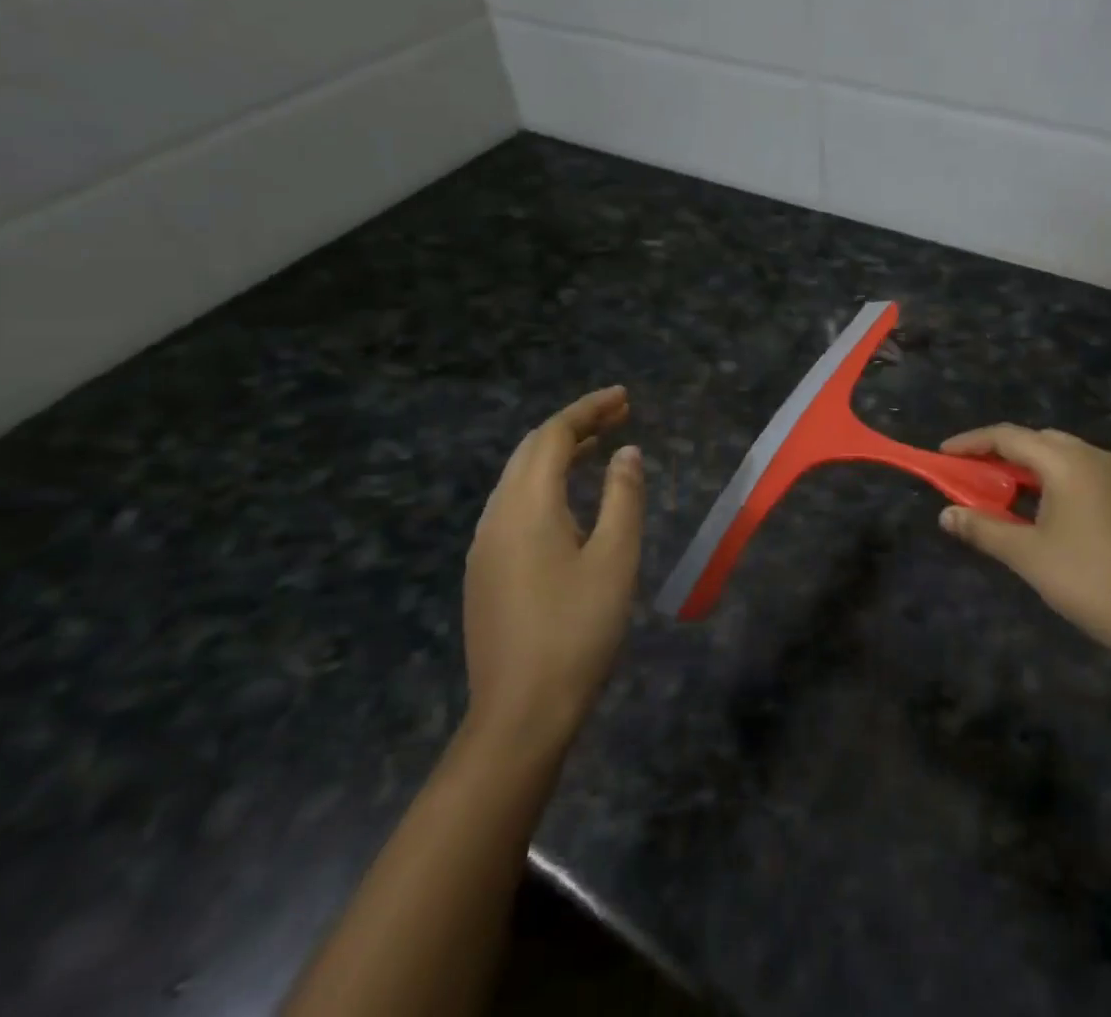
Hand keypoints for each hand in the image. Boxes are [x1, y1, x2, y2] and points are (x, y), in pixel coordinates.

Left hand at [462, 386, 644, 751]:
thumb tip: (626, 453)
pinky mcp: (485, 571)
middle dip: (574, 425)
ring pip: (518, 478)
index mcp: (527, 507)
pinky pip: (513, 505)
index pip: (553, 437)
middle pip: (531, 451)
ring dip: (558, 453)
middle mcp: (496, 516)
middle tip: (619, 414)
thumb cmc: (577, 630)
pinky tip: (570, 499)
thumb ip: (622, 497)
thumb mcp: (615, 558)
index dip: (589, 409)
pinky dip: (545, 483)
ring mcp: (484, 546)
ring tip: (600, 446)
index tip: (624, 397)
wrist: (521, 713)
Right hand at [939, 425, 1110, 668]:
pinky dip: (1071, 487)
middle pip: (1043, 441)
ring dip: (1041, 470)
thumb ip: (983, 528)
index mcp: (1068, 462)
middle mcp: (1100, 458)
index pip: (1009, 436)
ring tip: (1019, 499)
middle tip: (981, 477)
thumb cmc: (1089, 581)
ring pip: (1074, 460)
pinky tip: (1068, 521)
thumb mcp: (1027, 556)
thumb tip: (946, 514)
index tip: (945, 454)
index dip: (972, 442)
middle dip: (1007, 454)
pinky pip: (1099, 481)